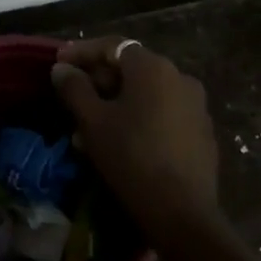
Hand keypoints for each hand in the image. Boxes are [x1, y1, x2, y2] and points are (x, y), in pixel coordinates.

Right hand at [52, 37, 219, 232]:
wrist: (182, 214)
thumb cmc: (131, 157)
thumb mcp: (93, 121)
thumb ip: (74, 88)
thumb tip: (62, 69)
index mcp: (153, 68)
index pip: (112, 46)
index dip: (81, 52)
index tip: (58, 63)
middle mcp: (180, 78)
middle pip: (130, 69)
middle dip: (97, 82)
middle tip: (71, 99)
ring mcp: (195, 106)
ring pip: (145, 95)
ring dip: (114, 104)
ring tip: (87, 130)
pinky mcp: (201, 133)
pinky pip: (162, 114)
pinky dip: (137, 119)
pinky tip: (117, 143)